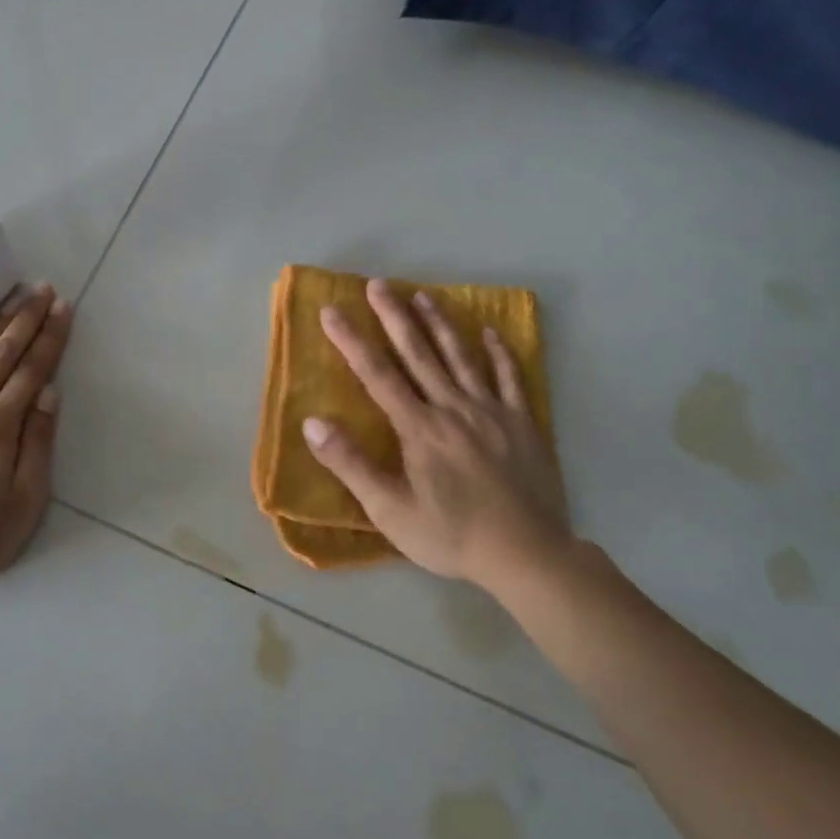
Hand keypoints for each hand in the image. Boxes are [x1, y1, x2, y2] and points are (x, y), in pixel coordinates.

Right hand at [301, 279, 571, 587]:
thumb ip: (351, 464)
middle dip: (394, 316)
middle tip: (378, 283)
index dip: (352, 341)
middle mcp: (452, 408)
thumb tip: (312, 423)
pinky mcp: (522, 423)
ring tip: (423, 294)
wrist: (527, 554)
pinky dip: (499, 353)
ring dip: (440, 324)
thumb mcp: (390, 510)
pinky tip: (490, 333)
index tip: (332, 310)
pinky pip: (510, 378)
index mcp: (418, 428)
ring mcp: (491, 412)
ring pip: (461, 357)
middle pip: (418, 354)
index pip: (377, 375)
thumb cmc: (451, 535)